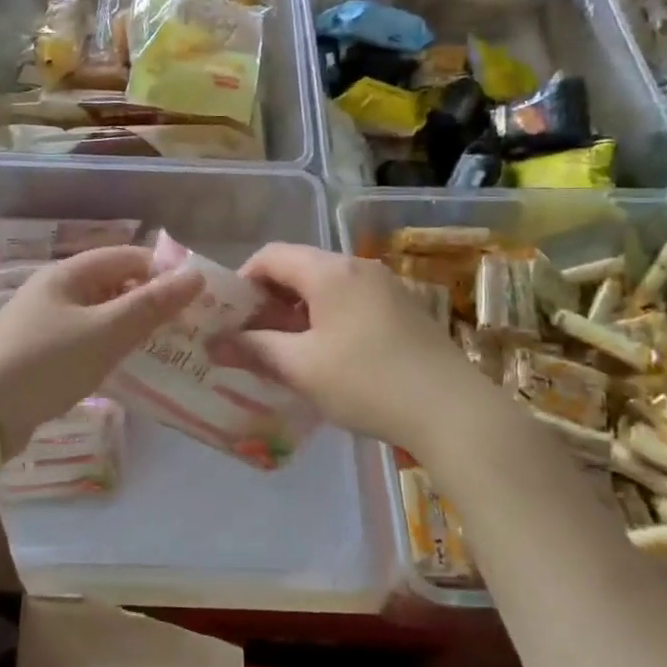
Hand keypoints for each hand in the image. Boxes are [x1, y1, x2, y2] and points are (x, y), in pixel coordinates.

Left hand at [0, 245, 202, 453]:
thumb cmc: (47, 363)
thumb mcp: (105, 333)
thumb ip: (151, 305)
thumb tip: (195, 276)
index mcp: (67, 274)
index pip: (126, 256)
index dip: (163, 271)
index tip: (196, 297)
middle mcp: (55, 290)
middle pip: (113, 284)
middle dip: (150, 301)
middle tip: (186, 327)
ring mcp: (44, 321)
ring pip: (100, 314)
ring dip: (131, 326)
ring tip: (165, 348)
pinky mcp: (39, 352)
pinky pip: (85, 339)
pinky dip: (109, 346)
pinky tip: (126, 367)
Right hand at [219, 243, 481, 452]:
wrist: (452, 411)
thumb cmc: (367, 382)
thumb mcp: (302, 368)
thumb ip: (255, 349)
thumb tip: (214, 344)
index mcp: (330, 271)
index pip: (271, 256)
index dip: (242, 280)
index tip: (229, 316)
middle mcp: (358, 268)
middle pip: (299, 268)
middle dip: (268, 299)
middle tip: (250, 337)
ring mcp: (385, 287)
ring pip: (326, 287)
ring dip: (297, 311)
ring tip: (283, 350)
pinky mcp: (403, 310)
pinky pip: (350, 302)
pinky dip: (326, 319)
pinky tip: (324, 356)